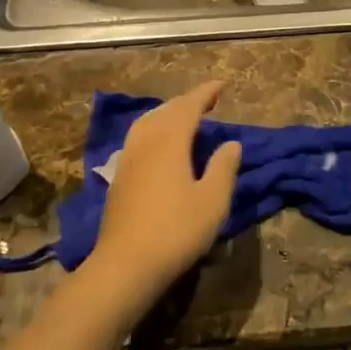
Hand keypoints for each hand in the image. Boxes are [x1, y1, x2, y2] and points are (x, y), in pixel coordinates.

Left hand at [80, 81, 242, 321]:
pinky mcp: (119, 177)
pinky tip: (160, 144)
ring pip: (147, 122)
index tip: (222, 85)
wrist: (125, 264)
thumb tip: (231, 143)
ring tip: (184, 117)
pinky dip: (155, 129)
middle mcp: (145, 142)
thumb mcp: (212, 201)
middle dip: (187, 101)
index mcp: (169, 141)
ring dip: (168, 113)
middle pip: (166, 111)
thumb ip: (223, 168)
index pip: (189, 106)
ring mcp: (128, 159)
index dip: (206, 93)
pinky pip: (139, 138)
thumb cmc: (176, 230)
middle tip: (208, 100)